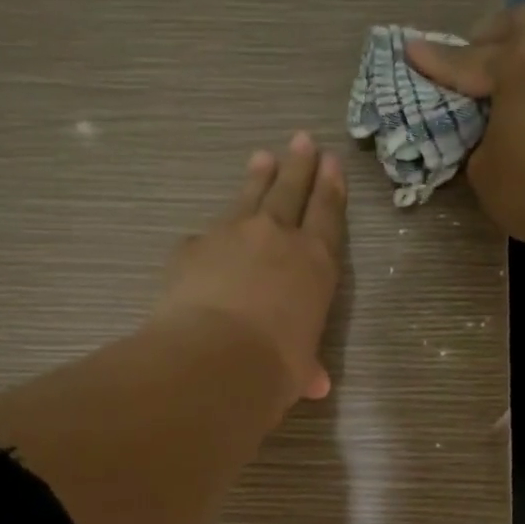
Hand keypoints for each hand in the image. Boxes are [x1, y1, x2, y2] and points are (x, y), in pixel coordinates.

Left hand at [151, 132, 346, 412]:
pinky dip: (211, 234)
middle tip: (302, 139)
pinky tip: (206, 238)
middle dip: (299, 165)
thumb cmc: (273, 367)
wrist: (213, 360)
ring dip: (257, 177)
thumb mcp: (298, 370)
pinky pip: (205, 235)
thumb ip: (305, 366)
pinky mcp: (192, 247)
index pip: (327, 215)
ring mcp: (231, 235)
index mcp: (315, 264)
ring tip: (262, 156)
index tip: (332, 162)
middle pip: (291, 191)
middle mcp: (277, 238)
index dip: (331, 188)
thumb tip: (314, 384)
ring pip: (249, 197)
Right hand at [405, 6, 524, 248]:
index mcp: (515, 62)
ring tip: (523, 65)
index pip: (465, 60)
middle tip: (476, 58)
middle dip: (490, 37)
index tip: (411, 48)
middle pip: (517, 23)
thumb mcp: (484, 171)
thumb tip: (493, 133)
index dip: (435, 60)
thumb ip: (481, 140)